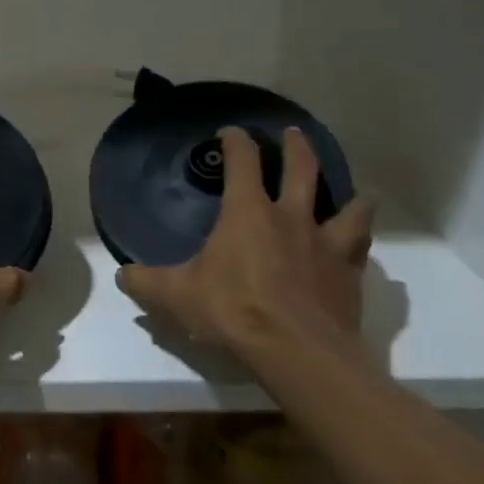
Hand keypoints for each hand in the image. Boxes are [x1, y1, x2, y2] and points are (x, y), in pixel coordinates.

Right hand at [116, 126, 374, 360]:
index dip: (236, 140)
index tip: (230, 131)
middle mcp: (291, 217)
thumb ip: (146, 282)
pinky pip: (361, 248)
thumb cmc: (232, 311)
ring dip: (349, 195)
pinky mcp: (349, 275)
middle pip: (301, 168)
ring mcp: (325, 244)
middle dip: (296, 147)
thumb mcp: (176, 296)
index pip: (242, 160)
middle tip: (294, 134)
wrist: (297, 352)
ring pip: (348, 207)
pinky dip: (361, 241)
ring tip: (353, 192)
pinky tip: (360, 244)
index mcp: (247, 212)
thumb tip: (121, 274)